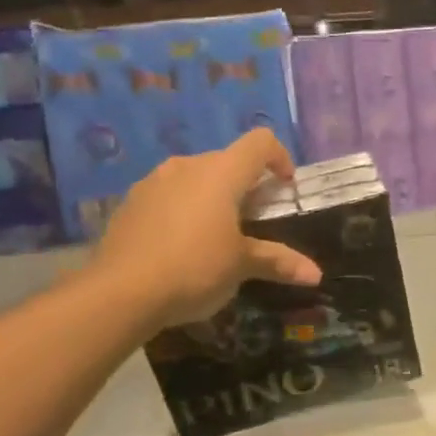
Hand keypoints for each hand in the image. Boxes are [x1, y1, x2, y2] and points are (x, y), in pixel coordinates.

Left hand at [88, 128, 321, 330]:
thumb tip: (316, 275)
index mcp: (221, 173)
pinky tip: (180, 245)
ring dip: (211, 196)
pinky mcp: (129, 203)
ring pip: (194, 177)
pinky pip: (167, 195)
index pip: (260, 142)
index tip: (285, 187)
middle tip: (254, 220)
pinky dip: (183, 209)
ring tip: (216, 233)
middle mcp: (187, 166)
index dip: (280, 157)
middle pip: (227, 160)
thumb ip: (278, 262)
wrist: (119, 292)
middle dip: (245, 184)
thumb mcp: (241, 266)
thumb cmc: (194, 268)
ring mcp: (153, 182)